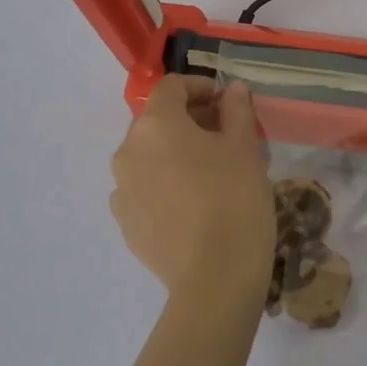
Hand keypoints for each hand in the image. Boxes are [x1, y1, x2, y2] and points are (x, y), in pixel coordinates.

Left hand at [110, 75, 275, 308]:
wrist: (215, 278)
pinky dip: (164, 185)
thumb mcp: (245, 148)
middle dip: (188, 121)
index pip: (172, 87)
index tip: (226, 103)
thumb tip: (231, 90)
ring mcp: (121, 190)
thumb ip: (236, 110)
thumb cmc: (234, 200)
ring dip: (174, 154)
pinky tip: (192, 205)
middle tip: (224, 137)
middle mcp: (128, 151)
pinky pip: (144, 189)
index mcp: (156, 125)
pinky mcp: (124, 223)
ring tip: (208, 173)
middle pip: (157, 121)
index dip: (200, 87)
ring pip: (149, 157)